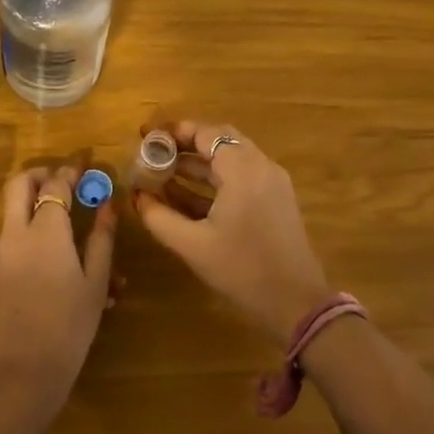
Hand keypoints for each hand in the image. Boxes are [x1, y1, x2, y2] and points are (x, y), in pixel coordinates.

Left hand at [0, 165, 117, 426]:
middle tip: (65, 181)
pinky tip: (64, 272)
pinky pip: (16, 246)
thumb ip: (102, 240)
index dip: (71, 169)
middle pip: (19, 186)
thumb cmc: (68, 328)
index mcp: (44, 231)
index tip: (85, 163)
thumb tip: (108, 205)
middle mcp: (15, 235)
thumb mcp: (95, 283)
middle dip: (41, 175)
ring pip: (16, 217)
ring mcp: (0, 257)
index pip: (55, 184)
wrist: (19, 376)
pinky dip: (37, 243)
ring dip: (40, 211)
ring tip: (77, 235)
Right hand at [134, 121, 330, 345]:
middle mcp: (261, 166)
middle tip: (154, 151)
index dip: (174, 131)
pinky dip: (214, 179)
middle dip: (185, 144)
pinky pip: (241, 177)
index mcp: (243, 169)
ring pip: (230, 159)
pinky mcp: (275, 200)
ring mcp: (272, 183)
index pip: (205, 133)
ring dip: (198, 163)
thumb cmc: (242, 269)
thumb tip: (137, 196)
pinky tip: (186, 195)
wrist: (296, 302)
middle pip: (220, 140)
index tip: (146, 135)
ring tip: (162, 172)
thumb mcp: (192, 245)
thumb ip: (159, 217)